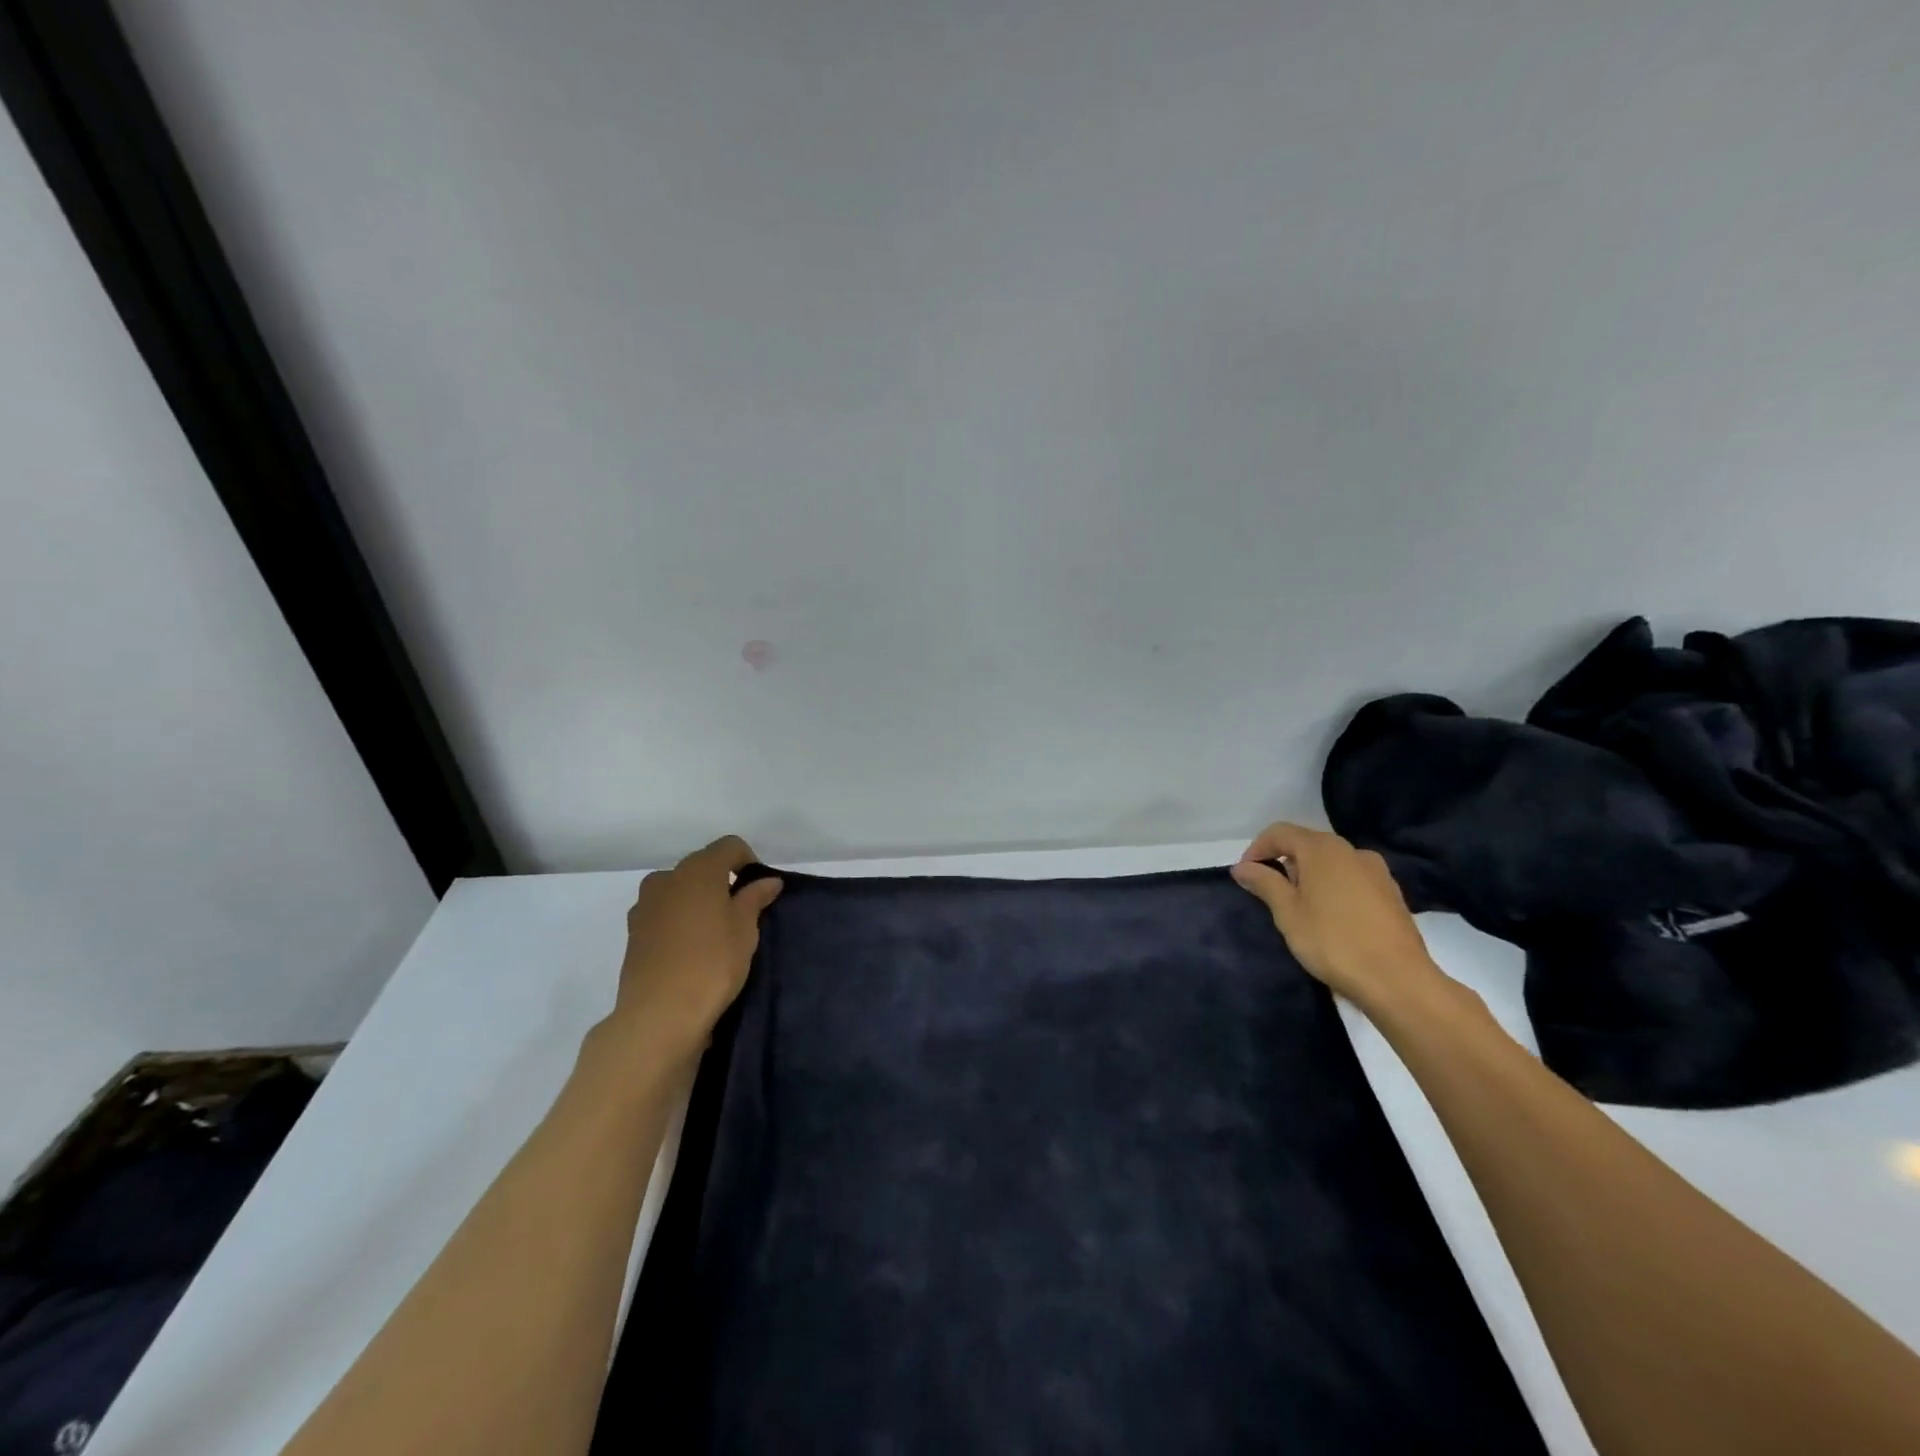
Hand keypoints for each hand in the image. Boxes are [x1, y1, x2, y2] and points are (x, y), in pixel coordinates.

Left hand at [598, 836, 782, 1066]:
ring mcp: (645, 905)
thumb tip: (767, 881)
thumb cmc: (712, 963)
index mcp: (698, 870)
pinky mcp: (633, 932)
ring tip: (713, 933)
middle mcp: (667, 878)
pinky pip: (663, 913)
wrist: (658, 1015)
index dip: (749, 861)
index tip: (759, 891)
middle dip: (722, 881)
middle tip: (740, 914)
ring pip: (679, 890)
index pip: (729, 846)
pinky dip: (679, 920)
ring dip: (697, 900)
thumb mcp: (745, 930)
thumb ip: (754, 898)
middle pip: (701, 866)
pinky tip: (690, 949)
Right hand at [1230, 823, 1444, 1011]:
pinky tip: (1332, 918)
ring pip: (1331, 863)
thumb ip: (1264, 883)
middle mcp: (1351, 851)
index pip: (1280, 832)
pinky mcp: (1391, 894)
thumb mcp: (1288, 912)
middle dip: (1284, 863)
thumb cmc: (1333, 941)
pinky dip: (1334, 888)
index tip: (1246, 875)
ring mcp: (1376, 871)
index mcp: (1323, 849)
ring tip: (1301, 908)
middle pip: (1307, 844)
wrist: (1398, 980)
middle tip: (1271, 894)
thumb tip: (1242, 866)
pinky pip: (1352, 879)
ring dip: (1310, 876)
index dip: (1257, 849)